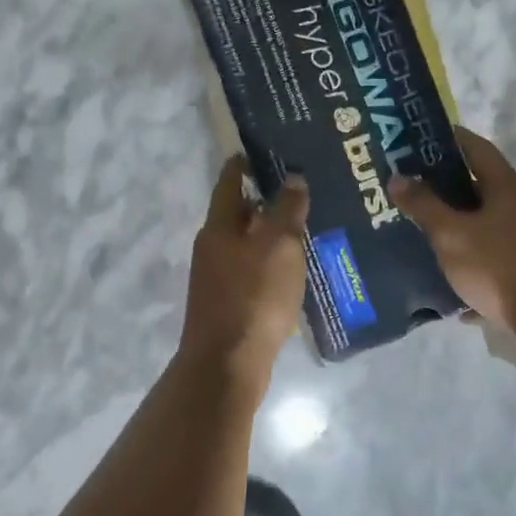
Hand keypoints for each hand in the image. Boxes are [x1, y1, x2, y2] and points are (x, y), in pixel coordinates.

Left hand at [177, 157, 310, 395]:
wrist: (227, 365)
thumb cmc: (254, 297)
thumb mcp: (279, 246)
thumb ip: (287, 210)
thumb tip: (293, 179)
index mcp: (219, 227)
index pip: (229, 182)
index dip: (243, 164)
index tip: (261, 150)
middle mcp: (212, 247)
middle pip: (237, 213)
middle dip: (264, 200)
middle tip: (298, 189)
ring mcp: (216, 278)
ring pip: (245, 243)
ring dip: (269, 233)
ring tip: (302, 226)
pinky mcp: (227, 304)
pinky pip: (250, 270)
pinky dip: (269, 261)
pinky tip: (292, 267)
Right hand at [390, 127, 515, 332]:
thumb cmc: (498, 266)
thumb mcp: (452, 234)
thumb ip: (424, 205)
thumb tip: (398, 177)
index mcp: (506, 185)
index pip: (475, 147)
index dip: (447, 138)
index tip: (416, 137)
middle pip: (477, 182)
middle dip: (442, 182)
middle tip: (407, 182)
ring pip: (482, 217)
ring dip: (453, 217)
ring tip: (417, 220)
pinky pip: (489, 245)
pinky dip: (466, 247)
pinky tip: (442, 262)